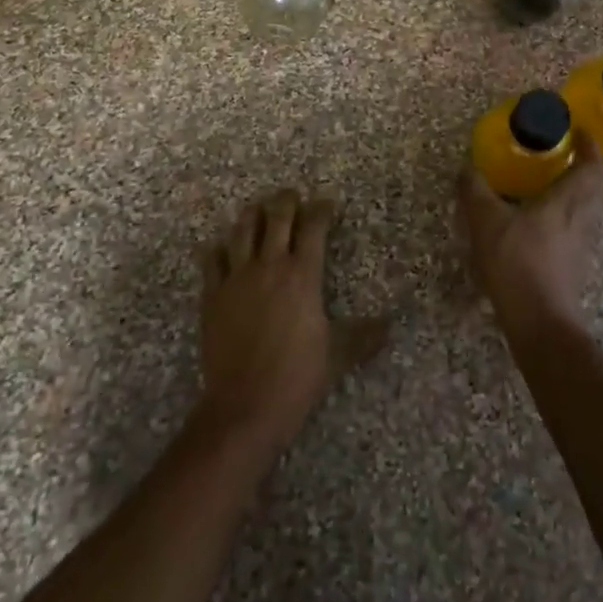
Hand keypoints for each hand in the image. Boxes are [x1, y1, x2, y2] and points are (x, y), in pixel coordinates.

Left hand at [194, 190, 388, 459]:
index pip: (313, 227)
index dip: (322, 209)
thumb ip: (365, 335)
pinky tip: (223, 247)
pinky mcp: (212, 295)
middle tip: (292, 196)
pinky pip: (212, 260)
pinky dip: (219, 248)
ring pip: (242, 230)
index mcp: (302, 274)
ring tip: (259, 209)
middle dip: (286, 200)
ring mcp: (236, 278)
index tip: (328, 204)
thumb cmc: (297, 376)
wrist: (244, 405)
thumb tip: (390, 325)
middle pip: (276, 216)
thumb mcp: (338, 354)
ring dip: (252, 215)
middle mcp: (269, 266)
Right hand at [458, 133, 602, 332]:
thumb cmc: (517, 262)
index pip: (593, 165)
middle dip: (584, 167)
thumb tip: (467, 168)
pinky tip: (541, 224)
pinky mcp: (577, 265)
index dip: (590, 146)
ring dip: (576, 193)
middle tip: (562, 156)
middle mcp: (584, 218)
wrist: (539, 321)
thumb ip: (475, 191)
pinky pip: (577, 229)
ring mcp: (584, 244)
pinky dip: (565, 217)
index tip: (579, 132)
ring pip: (588, 209)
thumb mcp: (486, 221)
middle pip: (596, 186)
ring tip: (549, 186)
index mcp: (569, 200)